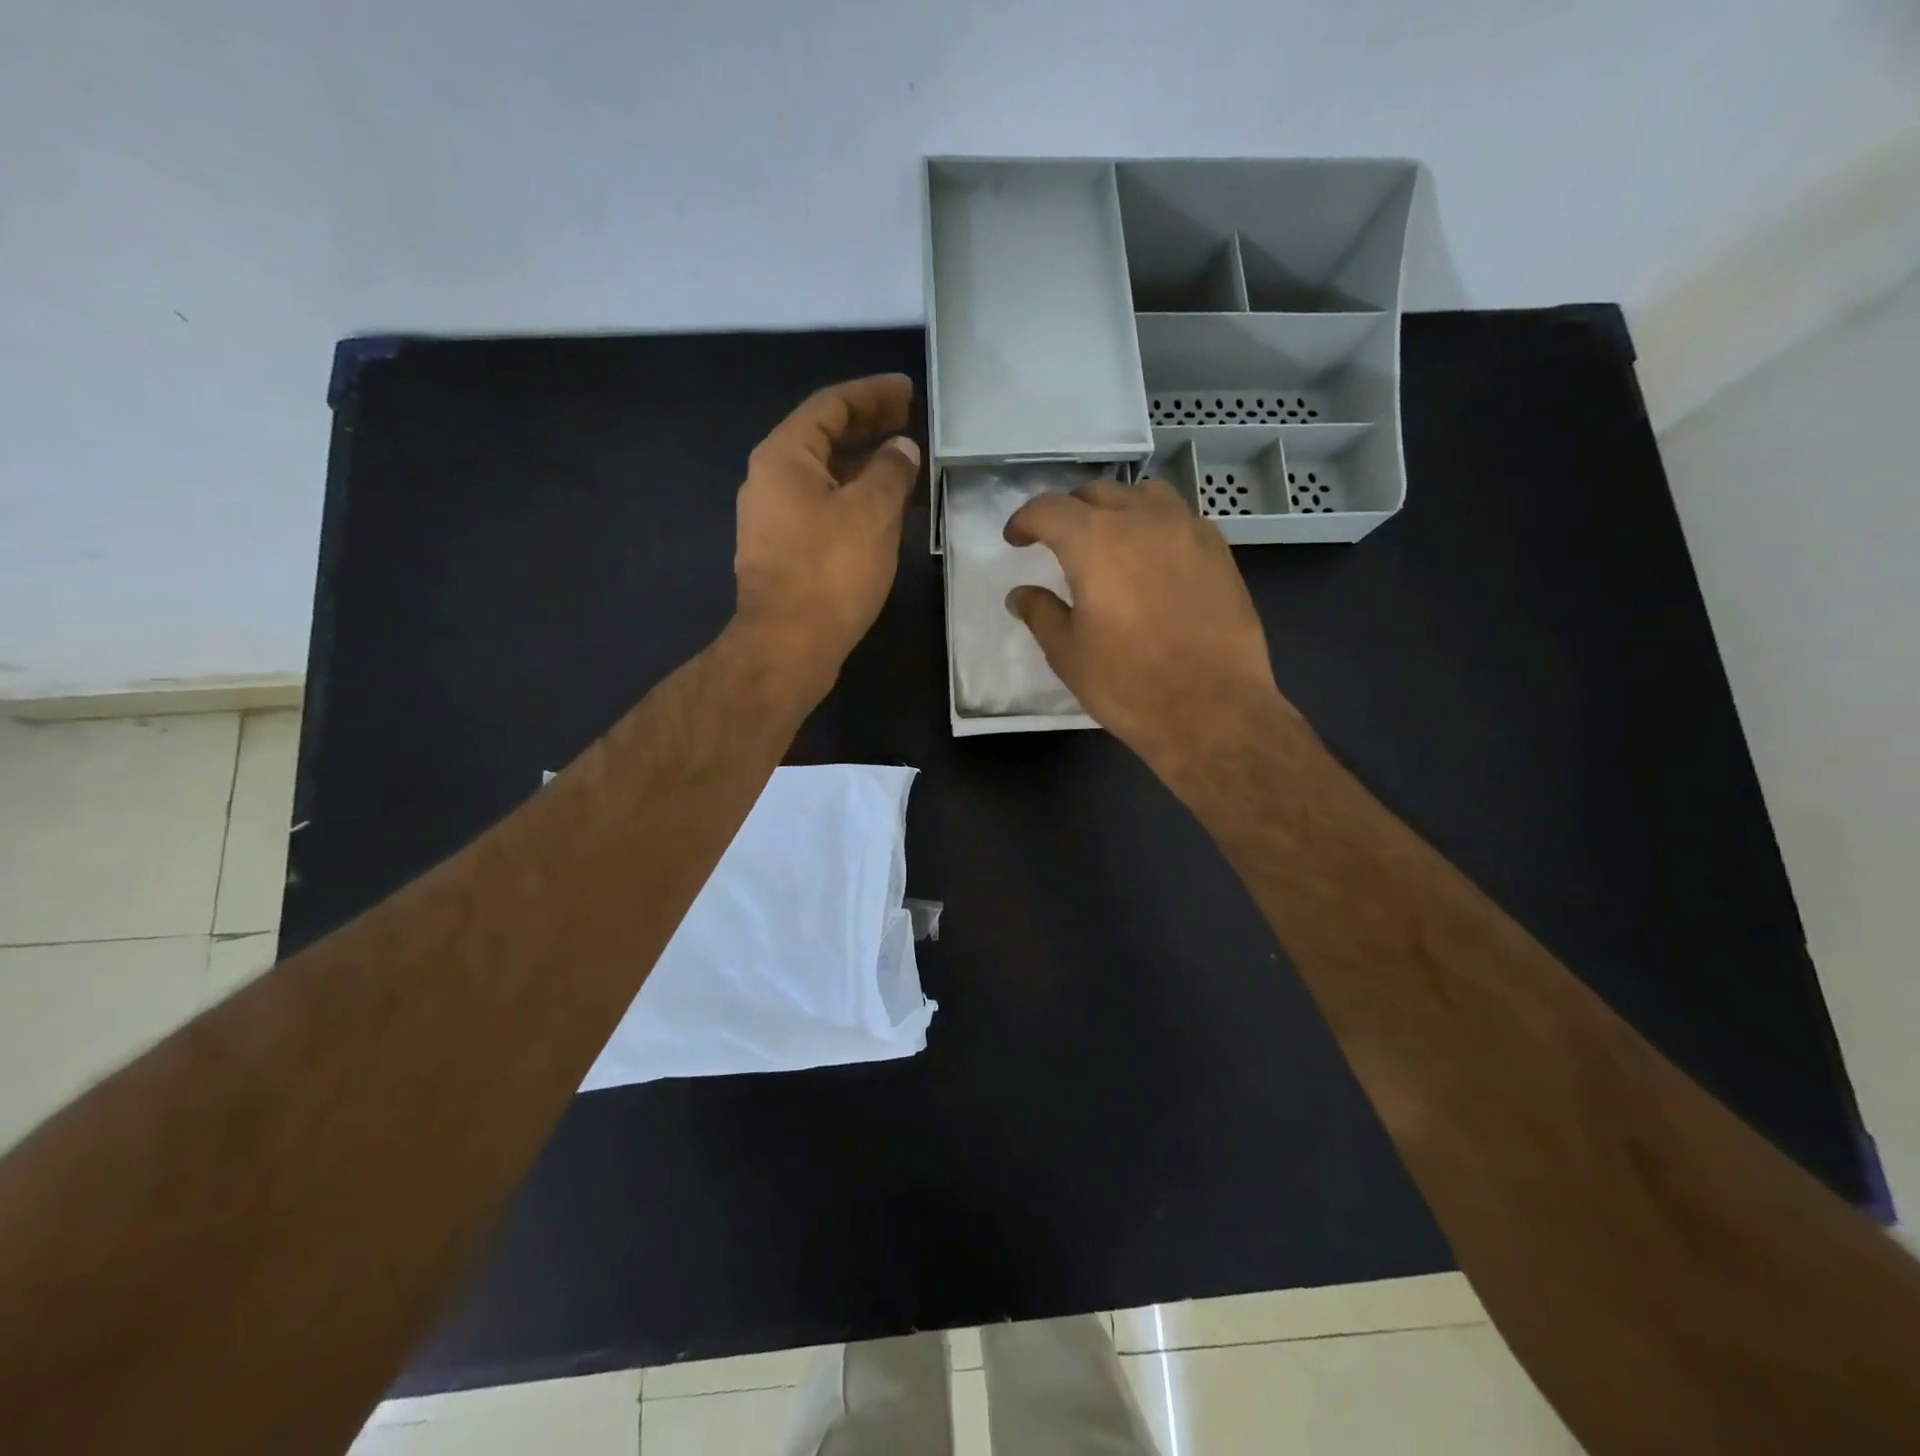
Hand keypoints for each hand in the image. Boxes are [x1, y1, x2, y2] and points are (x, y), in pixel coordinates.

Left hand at [733, 374, 920, 690]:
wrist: (788, 644)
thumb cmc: (830, 571)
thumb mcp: (871, 512)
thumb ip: (890, 470)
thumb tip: (901, 449)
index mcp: (784, 456)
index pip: (831, 406)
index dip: (872, 394)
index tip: (908, 391)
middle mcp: (770, 479)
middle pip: (823, 437)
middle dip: (868, 425)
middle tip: (910, 419)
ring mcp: (773, 518)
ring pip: (824, 475)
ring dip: (863, 463)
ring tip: (904, 461)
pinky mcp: (784, 550)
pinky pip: (822, 506)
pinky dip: (853, 496)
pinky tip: (882, 508)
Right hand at [1004, 480, 1294, 776]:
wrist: (1212, 708)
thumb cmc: (1128, 684)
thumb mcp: (1068, 654)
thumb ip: (1041, 614)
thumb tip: (1020, 595)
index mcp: (1095, 541)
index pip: (1049, 508)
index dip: (1025, 520)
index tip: (1016, 539)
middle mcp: (1142, 519)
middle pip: (1096, 494)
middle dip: (1069, 511)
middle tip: (1057, 540)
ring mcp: (1187, 530)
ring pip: (1144, 495)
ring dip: (1117, 509)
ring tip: (1109, 538)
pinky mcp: (1219, 551)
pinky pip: (1180, 519)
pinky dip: (1155, 526)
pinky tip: (1153, 558)